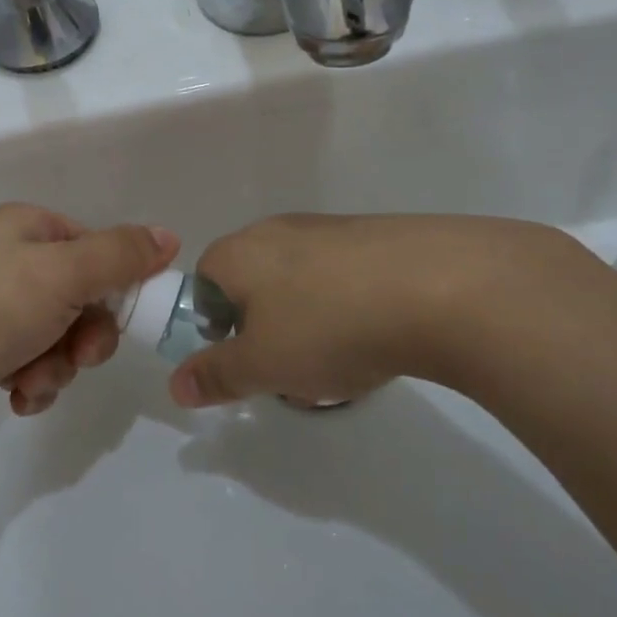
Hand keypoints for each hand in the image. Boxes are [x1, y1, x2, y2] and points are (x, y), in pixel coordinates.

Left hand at [0, 203, 178, 440]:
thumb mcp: (64, 272)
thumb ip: (121, 255)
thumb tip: (169, 236)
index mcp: (27, 228)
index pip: (96, 247)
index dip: (118, 283)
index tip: (125, 315)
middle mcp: (10, 261)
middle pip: (83, 297)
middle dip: (86, 334)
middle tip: (80, 354)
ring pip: (61, 336)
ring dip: (59, 364)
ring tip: (33, 378)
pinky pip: (33, 363)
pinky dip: (34, 381)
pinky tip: (16, 394)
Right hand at [169, 213, 595, 406]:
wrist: (441, 287)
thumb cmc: (329, 326)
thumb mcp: (263, 365)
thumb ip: (215, 375)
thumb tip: (175, 387)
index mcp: (239, 252)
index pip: (203, 282)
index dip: (215, 325)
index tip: (246, 358)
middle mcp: (278, 229)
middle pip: (254, 283)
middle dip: (265, 327)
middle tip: (290, 366)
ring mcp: (332, 229)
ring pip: (302, 282)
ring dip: (310, 320)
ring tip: (342, 360)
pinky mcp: (379, 236)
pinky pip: (346, 277)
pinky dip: (351, 307)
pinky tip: (380, 337)